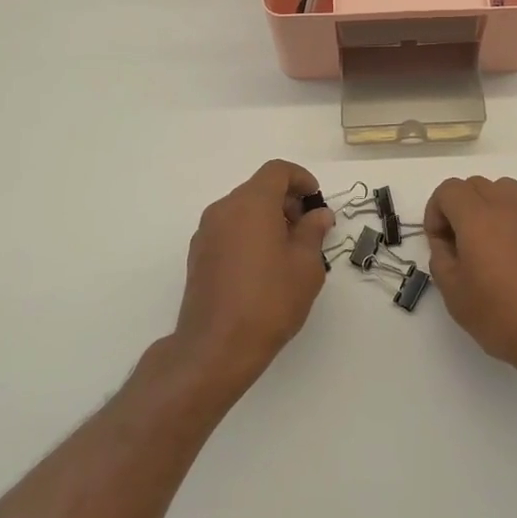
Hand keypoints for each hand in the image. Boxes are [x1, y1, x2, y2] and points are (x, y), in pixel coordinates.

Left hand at [173, 160, 333, 390]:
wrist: (216, 347)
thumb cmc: (269, 300)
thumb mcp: (306, 266)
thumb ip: (313, 232)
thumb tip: (318, 215)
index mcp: (251, 203)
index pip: (277, 170)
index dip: (301, 179)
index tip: (316, 201)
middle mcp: (224, 209)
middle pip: (258, 188)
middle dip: (286, 201)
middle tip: (308, 230)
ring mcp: (206, 232)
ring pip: (242, 210)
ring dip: (267, 219)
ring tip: (288, 252)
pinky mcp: (198, 255)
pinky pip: (229, 230)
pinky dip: (249, 234)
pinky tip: (263, 267)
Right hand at [425, 176, 516, 388]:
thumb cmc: (503, 317)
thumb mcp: (455, 294)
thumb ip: (441, 258)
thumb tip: (446, 243)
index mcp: (478, 217)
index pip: (449, 190)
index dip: (435, 211)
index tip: (439, 243)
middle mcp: (508, 206)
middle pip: (475, 185)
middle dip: (459, 207)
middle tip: (459, 244)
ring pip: (503, 190)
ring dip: (488, 206)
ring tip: (487, 243)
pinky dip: (514, 219)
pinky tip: (516, 254)